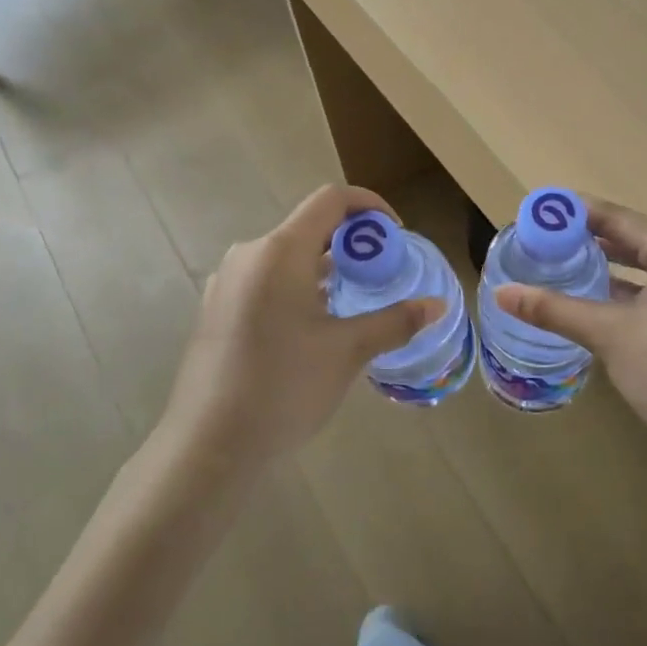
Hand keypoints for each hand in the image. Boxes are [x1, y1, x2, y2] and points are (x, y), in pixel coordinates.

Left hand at [163, 184, 442, 467]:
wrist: (207, 445)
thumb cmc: (283, 387)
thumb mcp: (347, 352)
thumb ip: (395, 321)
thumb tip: (438, 306)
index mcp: (279, 251)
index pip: (331, 199)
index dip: (369, 206)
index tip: (396, 233)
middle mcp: (250, 254)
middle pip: (309, 225)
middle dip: (351, 242)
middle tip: (382, 273)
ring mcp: (227, 281)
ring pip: (287, 254)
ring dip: (325, 265)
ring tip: (353, 300)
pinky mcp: (217, 307)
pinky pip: (266, 278)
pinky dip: (298, 284)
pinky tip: (313, 326)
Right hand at [494, 199, 646, 480]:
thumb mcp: (609, 336)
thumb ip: (554, 309)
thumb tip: (501, 293)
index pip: (617, 217)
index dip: (574, 214)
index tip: (537, 212)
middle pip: (633, 234)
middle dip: (588, 237)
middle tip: (542, 240)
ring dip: (609, 261)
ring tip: (562, 261)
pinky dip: (632, 283)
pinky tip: (598, 293)